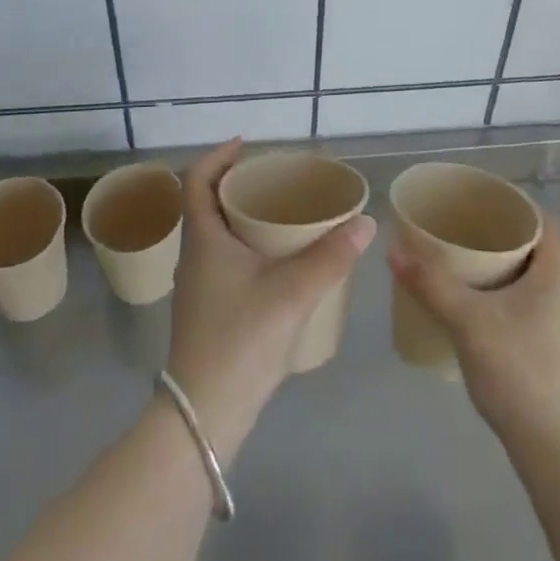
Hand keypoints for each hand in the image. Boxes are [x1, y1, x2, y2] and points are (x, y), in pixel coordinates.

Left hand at [163, 140, 375, 457]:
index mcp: (203, 239)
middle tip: (274, 177)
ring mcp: (197, 286)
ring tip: (279, 213)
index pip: (196, 179)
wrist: (204, 416)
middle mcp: (194, 256)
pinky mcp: (207, 310)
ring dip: (240, 215)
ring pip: (215, 233)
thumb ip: (331, 256)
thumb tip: (365, 222)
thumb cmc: (240, 340)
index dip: (218, 155)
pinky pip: (222, 258)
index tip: (247, 144)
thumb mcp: (292, 293)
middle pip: (206, 203)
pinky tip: (275, 261)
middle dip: (235, 183)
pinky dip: (244, 244)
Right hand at [388, 215, 559, 448]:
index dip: (517, 205)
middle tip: (465, 230)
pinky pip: (535, 307)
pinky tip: (481, 312)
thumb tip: (394, 250)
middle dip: (503, 236)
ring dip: (506, 268)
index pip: (545, 222)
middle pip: (539, 249)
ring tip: (467, 267)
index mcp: (557, 276)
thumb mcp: (468, 322)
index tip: (482, 201)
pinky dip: (510, 297)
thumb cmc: (520, 372)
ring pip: (536, 280)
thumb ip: (431, 284)